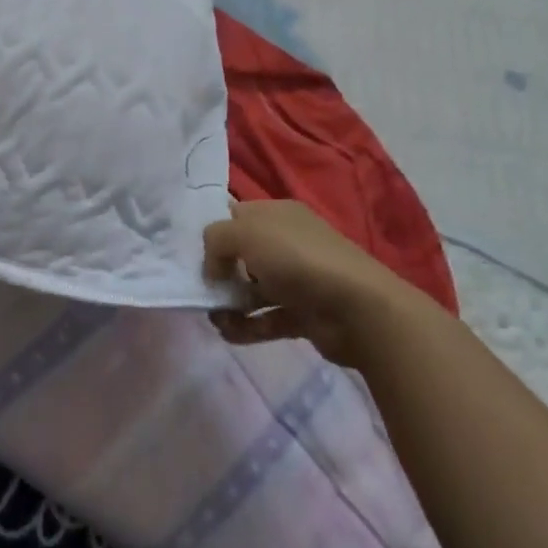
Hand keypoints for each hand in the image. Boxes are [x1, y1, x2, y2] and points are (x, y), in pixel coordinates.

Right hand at [203, 200, 426, 367]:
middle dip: (218, 272)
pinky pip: (266, 318)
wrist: (358, 310)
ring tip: (216, 318)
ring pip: (251, 289)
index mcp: (277, 214)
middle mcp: (287, 243)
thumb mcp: (245, 233)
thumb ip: (215, 240)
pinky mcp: (302, 314)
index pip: (235, 215)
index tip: (189, 251)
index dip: (212, 231)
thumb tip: (212, 267)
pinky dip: (247, 327)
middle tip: (202, 289)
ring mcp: (296, 280)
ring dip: (229, 304)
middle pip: (240, 254)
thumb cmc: (297, 259)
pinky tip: (230, 333)